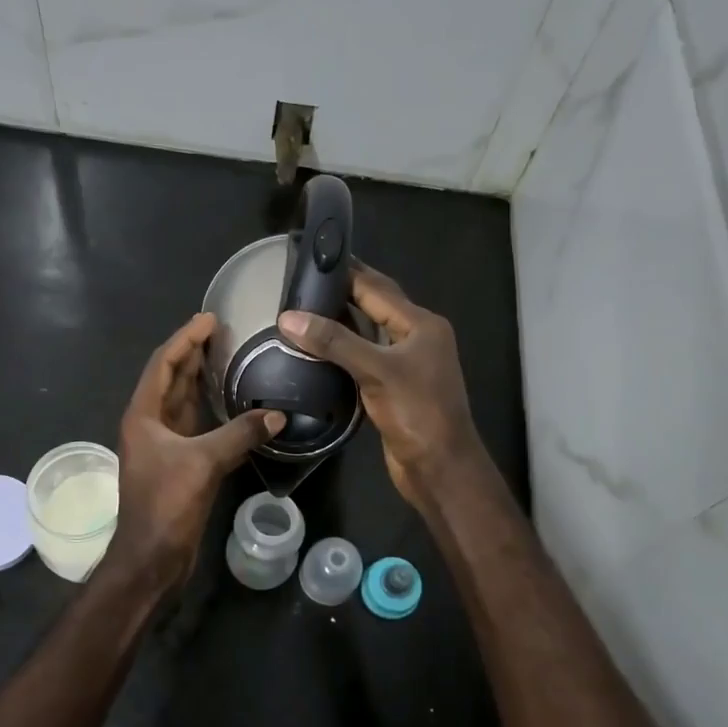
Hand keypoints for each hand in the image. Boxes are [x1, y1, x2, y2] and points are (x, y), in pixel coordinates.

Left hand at [106, 313, 282, 587]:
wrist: (152, 557)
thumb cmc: (166, 504)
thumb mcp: (203, 463)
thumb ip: (239, 435)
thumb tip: (278, 416)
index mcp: (144, 415)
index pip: (164, 364)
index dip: (185, 339)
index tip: (210, 318)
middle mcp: (150, 424)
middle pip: (172, 379)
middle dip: (194, 354)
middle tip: (223, 333)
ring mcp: (163, 445)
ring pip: (184, 403)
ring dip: (202, 380)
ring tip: (229, 358)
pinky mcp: (178, 464)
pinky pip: (196, 426)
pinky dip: (212, 411)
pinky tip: (234, 404)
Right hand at [278, 263, 487, 515]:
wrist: (439, 467)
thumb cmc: (416, 412)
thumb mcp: (376, 370)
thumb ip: (334, 342)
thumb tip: (288, 318)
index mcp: (421, 324)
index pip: (377, 288)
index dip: (346, 272)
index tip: (312, 259)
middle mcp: (416, 338)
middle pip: (375, 306)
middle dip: (342, 293)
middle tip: (302, 283)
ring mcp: (406, 364)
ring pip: (368, 333)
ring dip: (340, 322)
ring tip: (302, 311)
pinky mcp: (393, 388)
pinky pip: (364, 358)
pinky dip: (342, 350)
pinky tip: (317, 350)